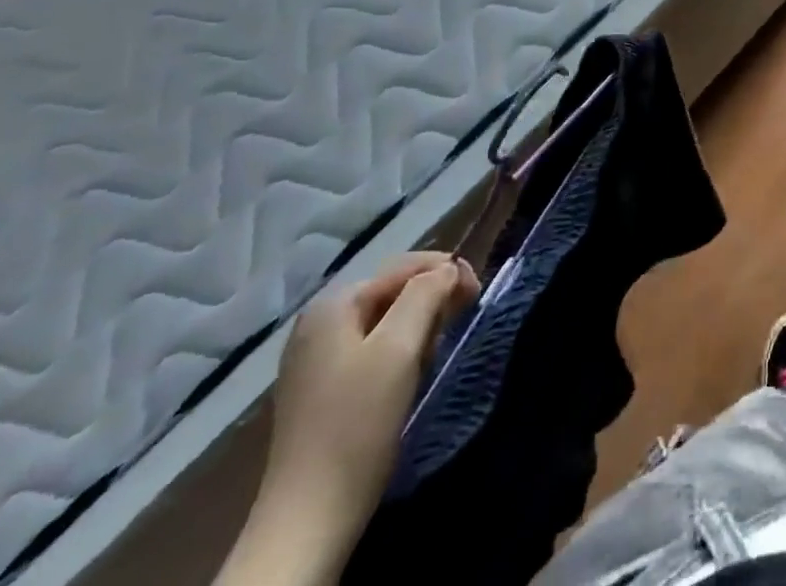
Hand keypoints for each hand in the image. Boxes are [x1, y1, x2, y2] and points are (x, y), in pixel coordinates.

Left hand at [241, 252, 478, 577]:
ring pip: (384, 320)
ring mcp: (316, 357)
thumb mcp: (399, 348)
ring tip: (435, 348)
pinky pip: (370, 348)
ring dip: (417, 326)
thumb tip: (447, 270)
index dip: (445, 271)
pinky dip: (397, 351)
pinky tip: (409, 373)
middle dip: (430, 299)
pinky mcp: (321, 389)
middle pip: (392, 290)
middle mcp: (318, 322)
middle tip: (460, 319)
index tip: (477, 292)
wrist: (308, 519)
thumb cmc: (357, 423)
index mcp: (333, 304)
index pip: (403, 266)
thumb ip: (426, 294)